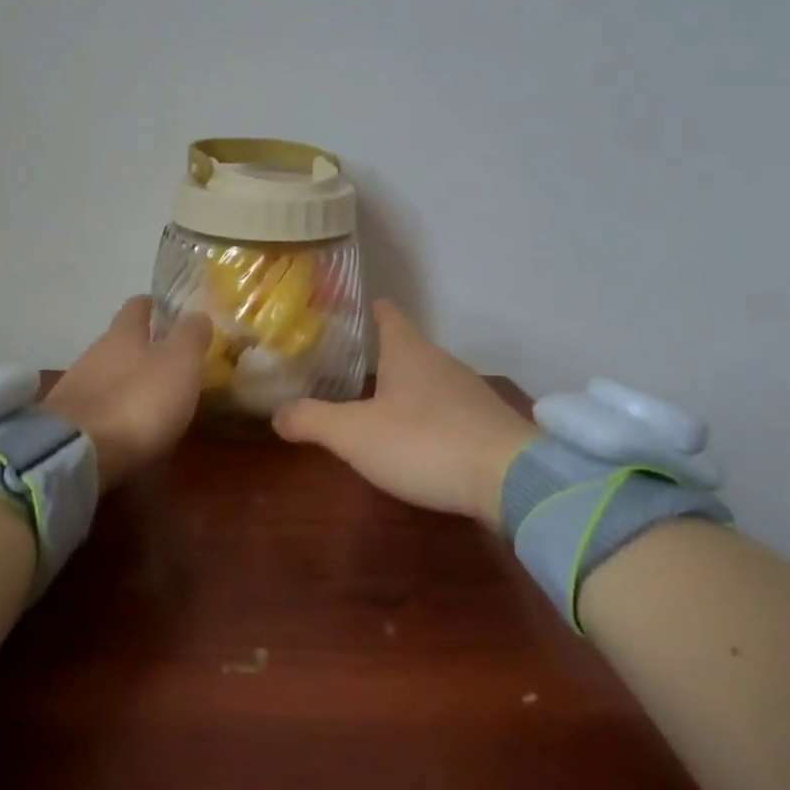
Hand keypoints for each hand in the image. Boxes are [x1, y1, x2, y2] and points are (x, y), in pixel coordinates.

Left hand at [43, 297, 213, 491]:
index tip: (167, 310)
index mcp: (123, 335)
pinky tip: (126, 427)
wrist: (77, 454)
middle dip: (141, 348)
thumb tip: (198, 314)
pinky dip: (113, 412)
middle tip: (169, 360)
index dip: (153, 305)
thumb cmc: (137, 401)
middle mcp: (94, 354)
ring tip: (150, 399)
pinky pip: (97, 408)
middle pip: (119, 342)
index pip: (137, 306)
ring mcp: (76, 389)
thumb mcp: (179, 363)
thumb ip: (191, 336)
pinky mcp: (68, 423)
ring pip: (106, 375)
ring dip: (126, 382)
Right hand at [272, 301, 538, 528]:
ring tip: (377, 401)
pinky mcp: (487, 424)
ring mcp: (469, 392)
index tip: (351, 308)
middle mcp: (441, 362)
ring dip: (405, 386)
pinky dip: (428, 414)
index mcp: (409, 352)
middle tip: (349, 363)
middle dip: (382, 353)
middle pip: (408, 347)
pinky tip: (417, 437)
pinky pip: (448, 408)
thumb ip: (312, 420)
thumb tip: (277, 414)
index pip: (388, 315)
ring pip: (429, 379)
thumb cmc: (424, 442)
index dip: (369, 309)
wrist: (511, 480)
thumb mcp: (354, 434)